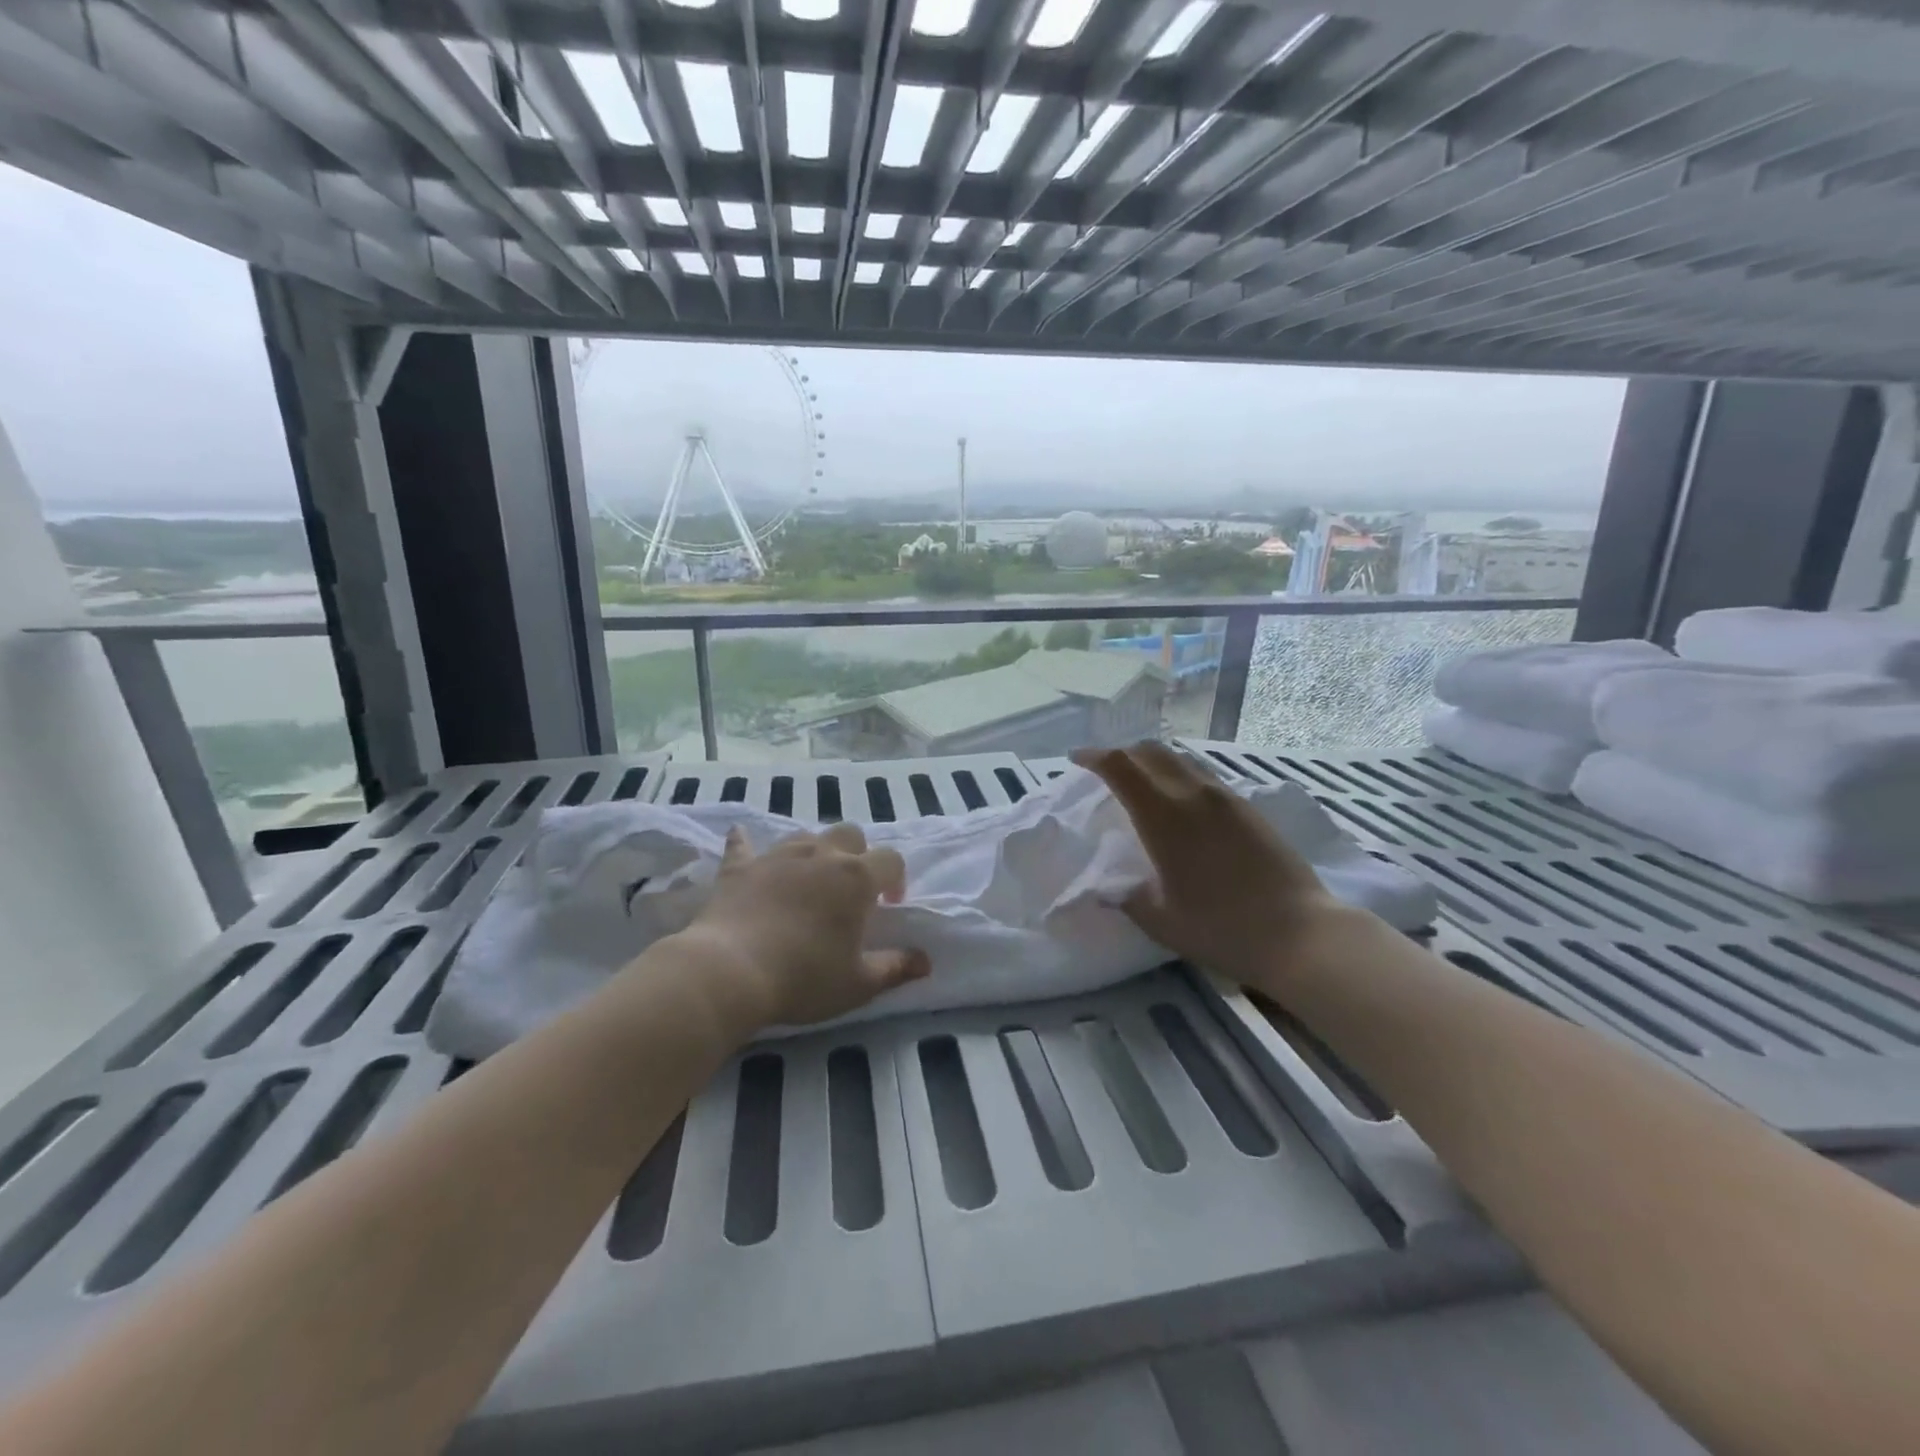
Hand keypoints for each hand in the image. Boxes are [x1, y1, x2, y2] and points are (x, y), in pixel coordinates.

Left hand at [674, 821, 930, 1031]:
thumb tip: (925, 961)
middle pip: (850, 834)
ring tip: (811, 878)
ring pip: (806, 835)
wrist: (730, 971)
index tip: (889, 905)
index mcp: (857, 878)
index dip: (896, 878)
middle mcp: (821, 855)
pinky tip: (740, 837)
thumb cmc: (804, 978)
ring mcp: (778, 856)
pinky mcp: (740, 867)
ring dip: (815, 850)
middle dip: (858, 854)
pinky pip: (743, 845)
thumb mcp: (859, 984)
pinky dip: (745, 842)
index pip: (891, 860)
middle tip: (852, 889)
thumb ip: (895, 968)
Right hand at [1075, 741, 1350, 992]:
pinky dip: (1181, 778)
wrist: (1300, 934)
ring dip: (1154, 763)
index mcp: (1164, 816)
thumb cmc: (1221, 928)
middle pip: (1151, 751)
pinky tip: (1183, 805)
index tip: (1077, 760)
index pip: (1120, 766)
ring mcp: (1227, 798)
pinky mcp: (1250, 809)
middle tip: (1107, 770)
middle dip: (1123, 753)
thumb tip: (1110, 889)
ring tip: (1143, 784)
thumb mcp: (1160, 921)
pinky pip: (1205, 778)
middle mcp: (1193, 794)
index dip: (1094, 757)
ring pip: (1182, 761)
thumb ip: (1128, 898)